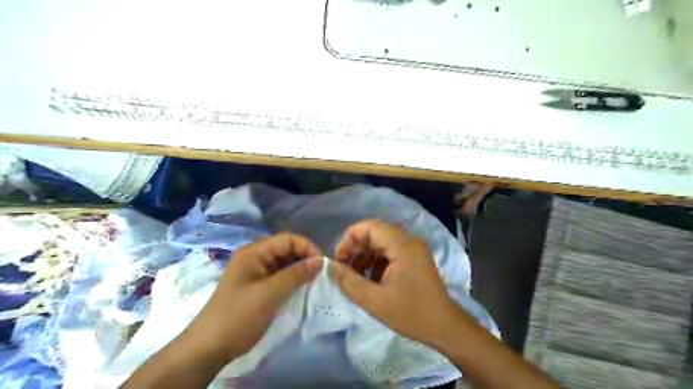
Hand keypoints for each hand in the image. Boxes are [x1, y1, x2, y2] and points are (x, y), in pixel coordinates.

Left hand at [179, 233, 323, 362]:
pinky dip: (293, 280)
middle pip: (286, 249)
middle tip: (320, 274)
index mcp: (254, 252)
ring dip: (300, 270)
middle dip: (304, 258)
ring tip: (314, 281)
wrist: (209, 348)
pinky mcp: (258, 286)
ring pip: (284, 263)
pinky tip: (302, 289)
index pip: (287, 239)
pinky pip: (280, 276)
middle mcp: (255, 258)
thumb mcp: (270, 294)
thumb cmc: (239, 316)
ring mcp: (256, 272)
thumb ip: (296, 274)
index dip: (306, 247)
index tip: (322, 264)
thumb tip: (320, 260)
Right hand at [331, 219, 462, 345]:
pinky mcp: (413, 259)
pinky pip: (389, 252)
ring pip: (381, 243)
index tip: (339, 258)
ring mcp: (413, 249)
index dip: (350, 238)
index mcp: (403, 246)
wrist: (445, 327)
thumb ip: (349, 282)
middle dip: (356, 248)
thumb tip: (331, 266)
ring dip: (364, 256)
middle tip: (343, 268)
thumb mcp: (375, 302)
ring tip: (355, 276)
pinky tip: (370, 280)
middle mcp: (409, 241)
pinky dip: (375, 262)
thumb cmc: (412, 314)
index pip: (370, 226)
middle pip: (375, 233)